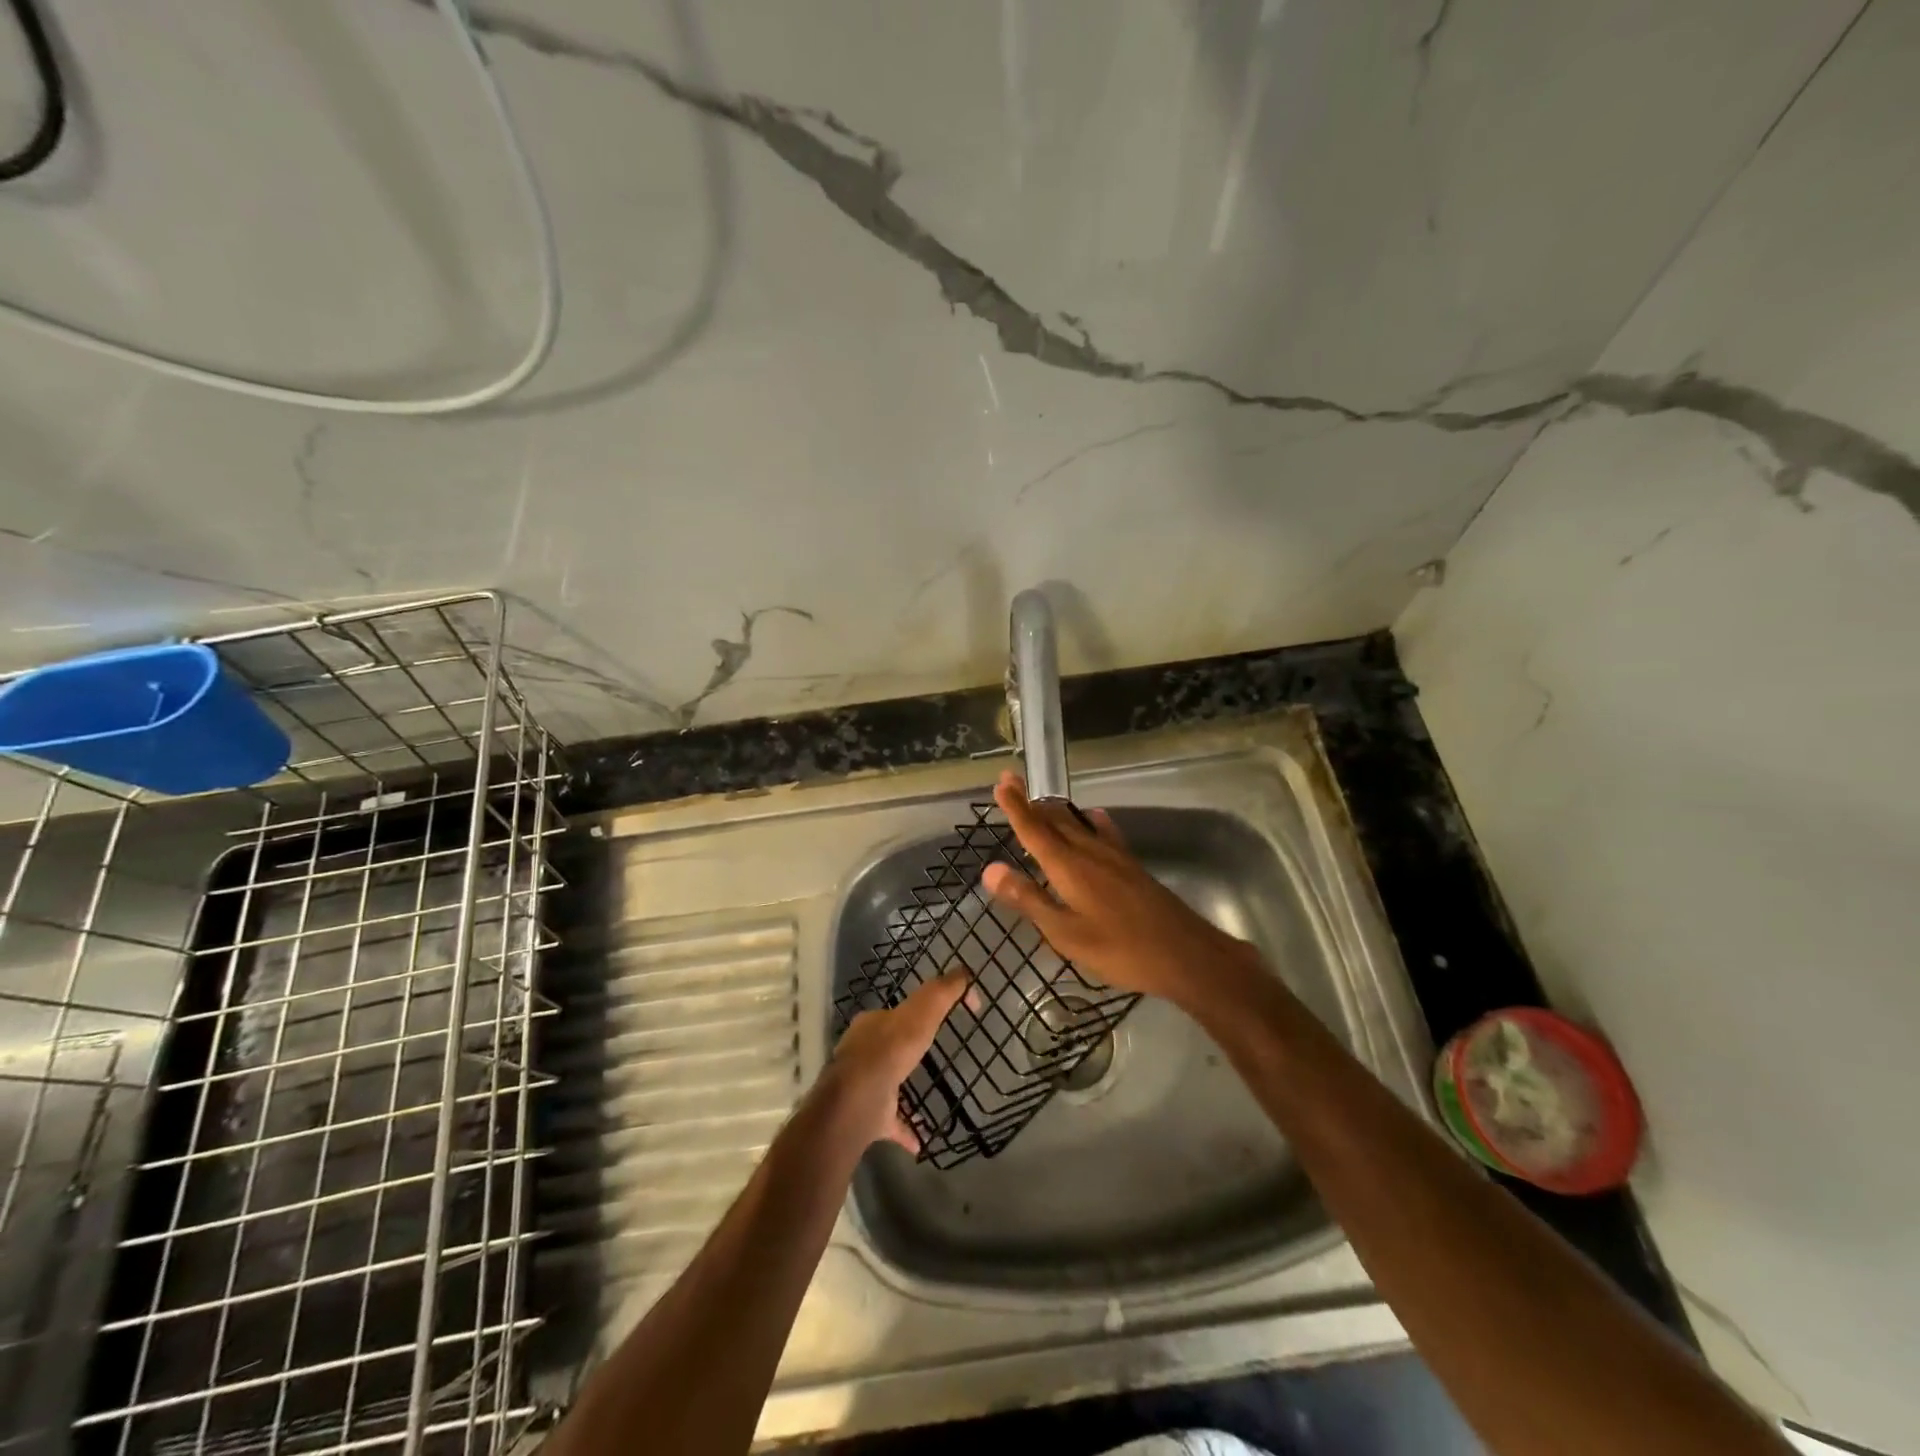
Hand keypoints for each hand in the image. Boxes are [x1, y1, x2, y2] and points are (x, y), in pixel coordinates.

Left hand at [815, 972, 967, 1151]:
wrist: (857, 1101)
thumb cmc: (890, 1050)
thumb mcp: (921, 1012)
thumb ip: (942, 993)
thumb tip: (965, 973)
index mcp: (872, 1024)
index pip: (895, 1012)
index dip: (917, 1012)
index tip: (940, 1021)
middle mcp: (862, 1052)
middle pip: (885, 1045)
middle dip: (904, 1049)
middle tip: (927, 1053)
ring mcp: (862, 1086)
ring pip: (885, 1083)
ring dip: (902, 1088)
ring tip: (926, 1094)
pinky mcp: (868, 1117)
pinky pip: (890, 1122)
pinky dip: (905, 1128)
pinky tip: (921, 1140)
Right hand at [980, 772, 1260, 1008]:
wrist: (1185, 954)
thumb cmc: (1120, 949)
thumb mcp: (1066, 933)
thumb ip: (1029, 900)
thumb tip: (990, 870)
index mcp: (1069, 866)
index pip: (1035, 829)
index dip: (1016, 806)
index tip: (1002, 782)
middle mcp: (1090, 852)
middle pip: (1056, 820)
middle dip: (1031, 803)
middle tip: (1012, 783)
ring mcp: (1115, 857)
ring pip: (1078, 824)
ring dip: (1056, 811)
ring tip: (1040, 802)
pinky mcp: (1132, 866)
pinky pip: (1104, 832)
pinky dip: (1090, 822)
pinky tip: (1094, 818)